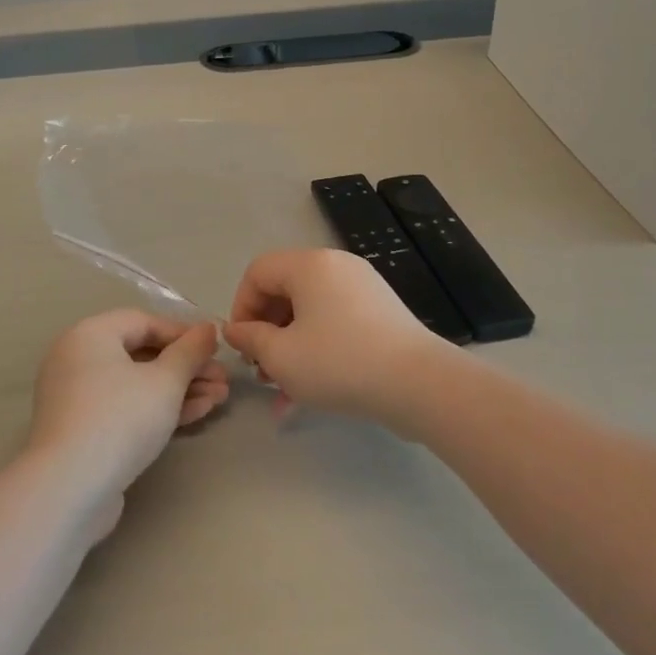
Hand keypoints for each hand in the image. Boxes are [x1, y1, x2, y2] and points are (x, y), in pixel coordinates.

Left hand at [29, 311, 228, 522]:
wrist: (70, 488)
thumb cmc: (120, 419)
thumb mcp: (165, 381)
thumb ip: (190, 352)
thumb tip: (208, 328)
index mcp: (90, 334)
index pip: (143, 322)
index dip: (183, 333)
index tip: (216, 348)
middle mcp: (78, 359)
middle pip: (141, 354)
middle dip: (186, 367)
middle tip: (223, 380)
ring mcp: (78, 397)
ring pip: (137, 384)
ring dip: (179, 389)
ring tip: (219, 398)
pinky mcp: (83, 430)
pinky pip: (125, 407)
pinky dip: (158, 408)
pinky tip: (197, 414)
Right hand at [223, 250, 446, 425]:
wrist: (419, 385)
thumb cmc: (339, 363)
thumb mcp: (281, 356)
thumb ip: (250, 339)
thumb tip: (235, 330)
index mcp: (310, 265)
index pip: (258, 272)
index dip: (241, 307)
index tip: (242, 345)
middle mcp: (337, 266)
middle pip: (285, 290)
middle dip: (266, 331)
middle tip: (262, 370)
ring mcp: (364, 288)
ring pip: (310, 311)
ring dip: (289, 345)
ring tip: (284, 387)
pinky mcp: (382, 312)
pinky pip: (335, 322)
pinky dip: (318, 347)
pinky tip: (312, 389)